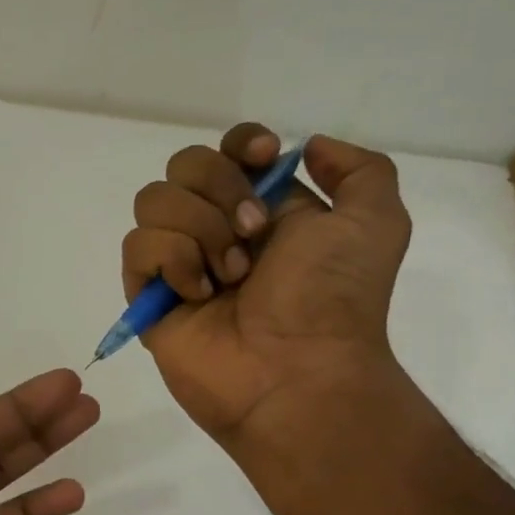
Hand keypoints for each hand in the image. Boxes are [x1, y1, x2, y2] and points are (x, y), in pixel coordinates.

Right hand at [121, 123, 411, 443]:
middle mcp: (216, 229)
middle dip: (220, 187)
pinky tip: (200, 295)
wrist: (296, 370)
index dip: (239, 143)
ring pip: (153, 201)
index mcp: (264, 209)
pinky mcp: (148, 295)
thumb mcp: (377, 222)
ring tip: (231, 275)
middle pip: (183, 165)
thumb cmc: (335, 298)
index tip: (263, 159)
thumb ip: (360, 169)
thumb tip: (305, 148)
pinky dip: (173, 261)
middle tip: (253, 234)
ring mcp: (178, 262)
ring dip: (199, 228)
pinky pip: (137, 247)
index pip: (227, 149)